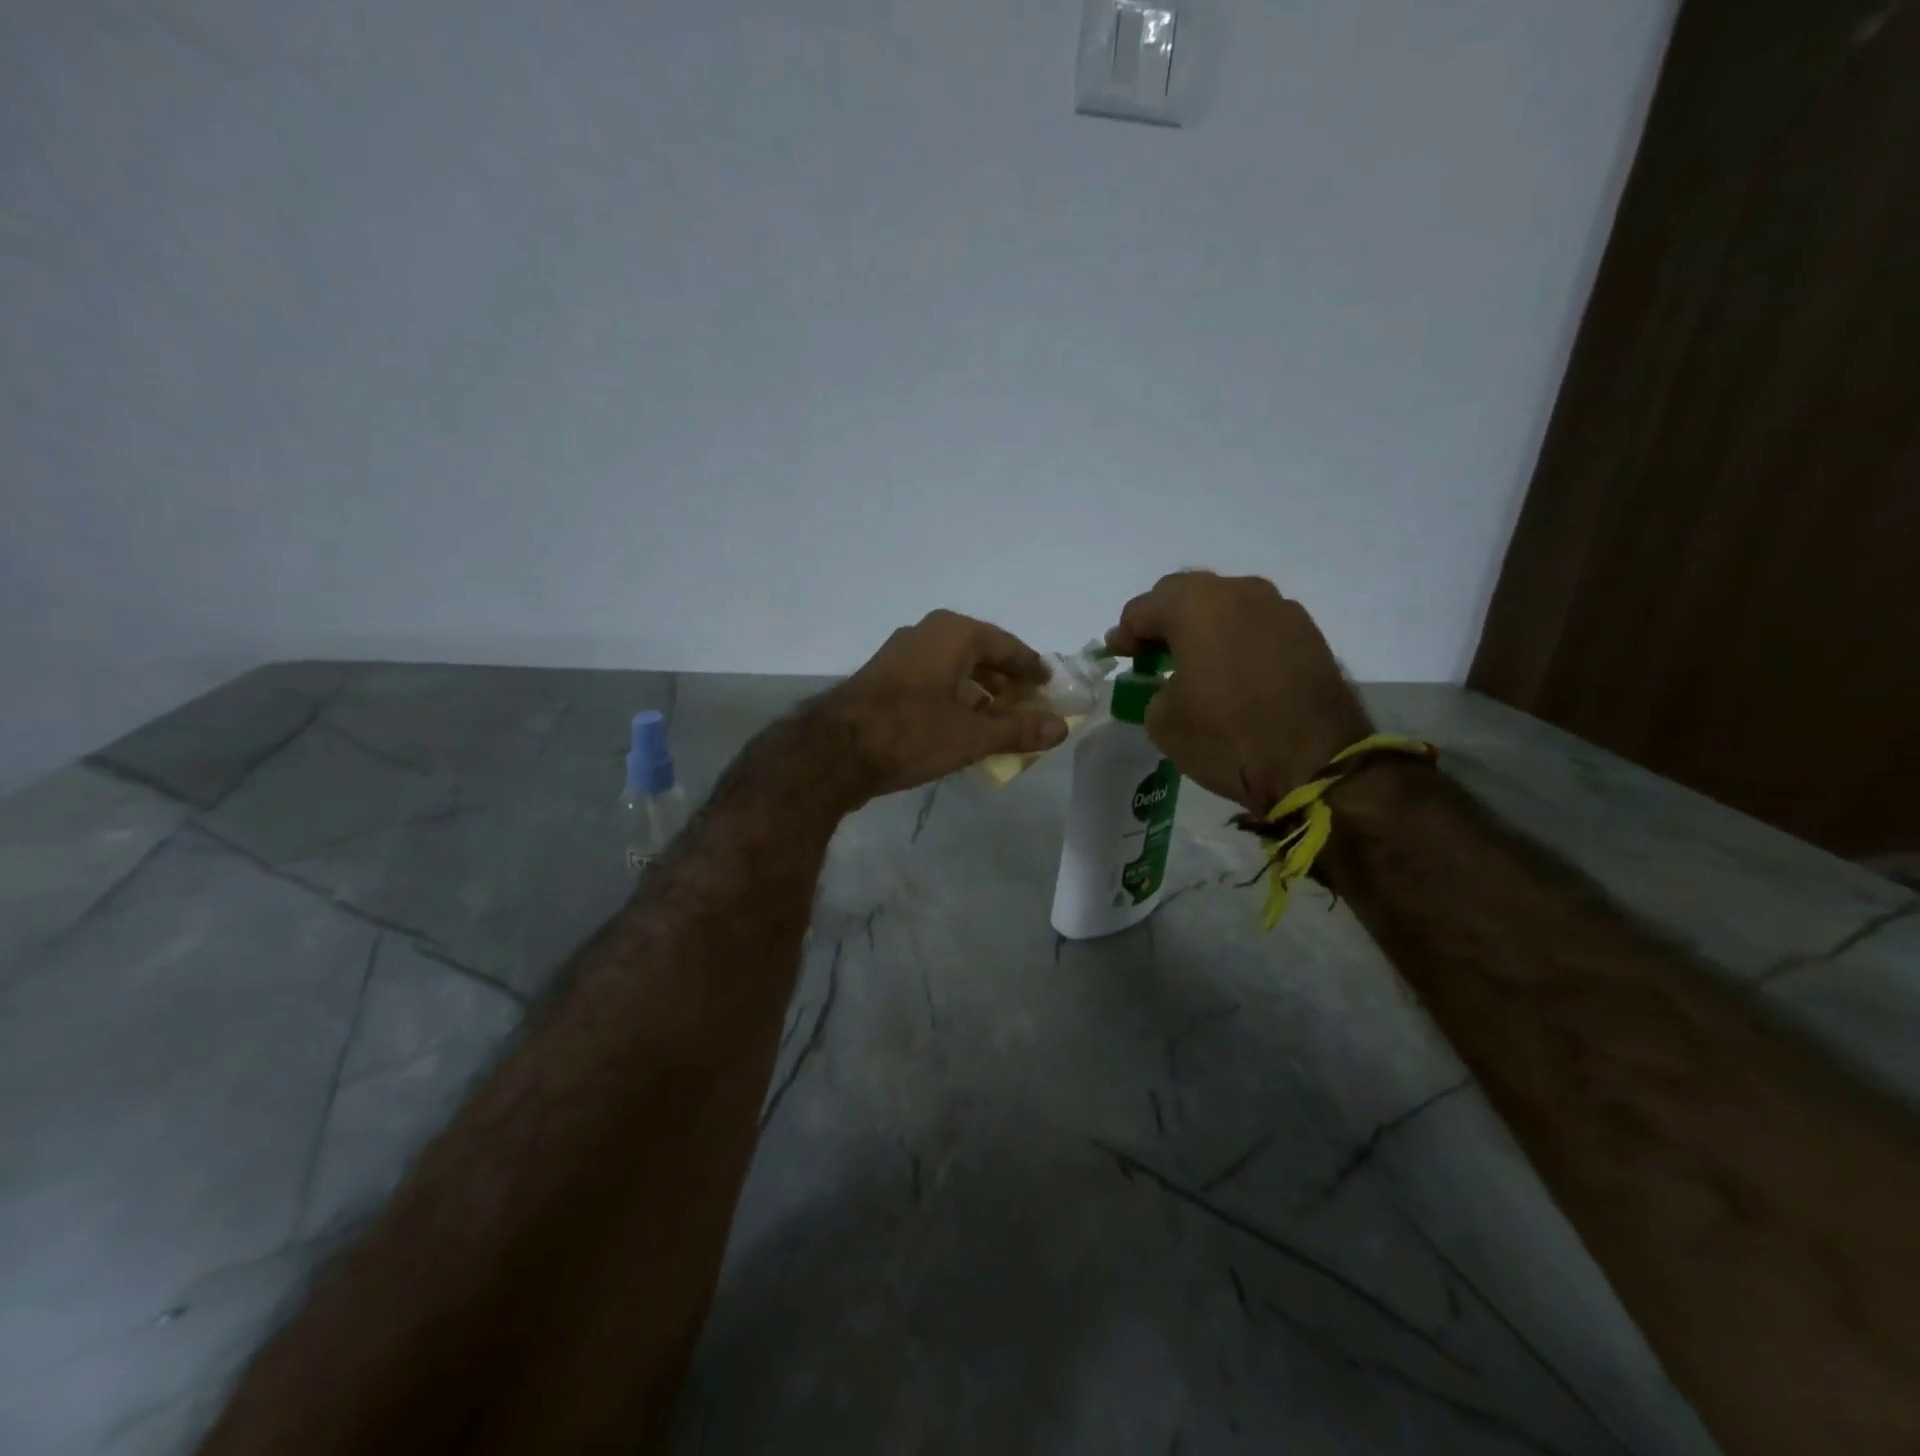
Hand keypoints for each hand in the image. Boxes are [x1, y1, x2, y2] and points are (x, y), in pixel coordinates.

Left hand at [817, 610, 1069, 802]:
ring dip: (979, 693)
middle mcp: (927, 633)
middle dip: (1006, 682)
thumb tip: (1062, 728)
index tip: (1049, 685)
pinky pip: (932, 680)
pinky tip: (961, 726)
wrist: (836, 751)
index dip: (1031, 668)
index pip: (1007, 646)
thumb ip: (1019, 729)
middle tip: (1028, 707)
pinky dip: (953, 698)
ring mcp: (901, 654)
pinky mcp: (884, 678)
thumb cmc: (912, 733)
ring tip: (999, 721)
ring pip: (954, 668)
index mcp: (954, 633)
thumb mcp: (973, 735)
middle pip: (980, 655)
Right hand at [1106, 572, 1371, 813]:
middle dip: (1163, 620)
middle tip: (1150, 652)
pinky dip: (1237, 638)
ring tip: (1194, 659)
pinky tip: (1233, 669)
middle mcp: (1239, 592)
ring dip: (1203, 625)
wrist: (1314, 762)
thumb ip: (1153, 690)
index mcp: (1195, 606)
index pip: (1143, 609)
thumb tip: (1169, 685)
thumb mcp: (1163, 721)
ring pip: (1227, 603)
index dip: (1124, 634)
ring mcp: (1280, 609)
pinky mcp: (1308, 633)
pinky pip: (1258, 624)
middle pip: (1186, 593)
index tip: (1118, 655)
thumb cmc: (1226, 737)